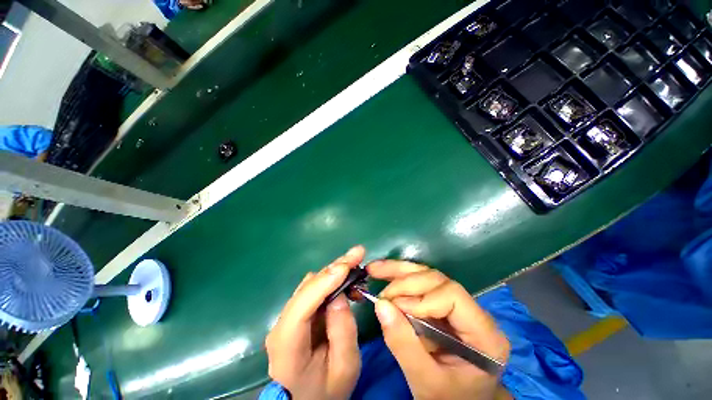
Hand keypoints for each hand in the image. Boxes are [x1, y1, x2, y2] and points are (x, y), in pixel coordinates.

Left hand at [265, 246, 363, 399]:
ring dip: (335, 271)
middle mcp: (282, 325)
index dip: (323, 283)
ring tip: (356, 266)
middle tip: (357, 254)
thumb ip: (343, 331)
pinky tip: (347, 277)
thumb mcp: (345, 368)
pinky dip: (332, 279)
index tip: (346, 266)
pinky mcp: (298, 312)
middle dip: (334, 268)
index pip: (301, 307)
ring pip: (312, 283)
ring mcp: (288, 316)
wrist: (310, 397)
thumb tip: (340, 295)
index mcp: (286, 346)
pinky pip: (315, 288)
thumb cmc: (327, 389)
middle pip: (307, 288)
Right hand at [367, 260, 510, 399]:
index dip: (422, 298)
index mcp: (484, 334)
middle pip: (438, 281)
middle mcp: (474, 311)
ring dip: (399, 271)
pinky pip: (421, 281)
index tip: (397, 309)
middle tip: (382, 293)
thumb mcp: (426, 382)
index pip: (452, 296)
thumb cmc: (449, 398)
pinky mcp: (443, 301)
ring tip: (375, 269)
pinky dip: (400, 277)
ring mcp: (458, 303)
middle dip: (406, 283)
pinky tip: (384, 273)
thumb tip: (381, 305)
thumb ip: (404, 345)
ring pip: (427, 275)